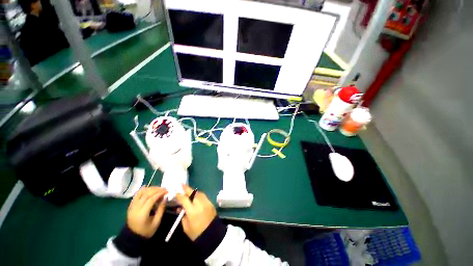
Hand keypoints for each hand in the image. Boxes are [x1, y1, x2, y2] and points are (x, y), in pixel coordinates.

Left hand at [127, 187, 167, 237]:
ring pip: (141, 193)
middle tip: (164, 188)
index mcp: (142, 214)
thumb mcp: (156, 222)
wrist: (133, 237)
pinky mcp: (130, 206)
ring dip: (150, 188)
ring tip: (158, 188)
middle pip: (146, 194)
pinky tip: (148, 187)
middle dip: (156, 190)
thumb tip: (165, 198)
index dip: (159, 194)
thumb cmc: (146, 231)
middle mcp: (136, 208)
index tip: (167, 191)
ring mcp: (132, 206)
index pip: (151, 199)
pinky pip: (136, 195)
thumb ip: (161, 209)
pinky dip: (142, 190)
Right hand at [176, 185, 216, 240]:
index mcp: (192, 211)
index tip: (175, 193)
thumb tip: (180, 208)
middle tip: (181, 185)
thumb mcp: (186, 227)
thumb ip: (182, 215)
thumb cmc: (196, 233)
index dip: (179, 195)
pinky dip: (198, 195)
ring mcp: (207, 202)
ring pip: (199, 193)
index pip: (184, 199)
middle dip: (186, 189)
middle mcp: (200, 204)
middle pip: (193, 193)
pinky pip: (203, 196)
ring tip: (188, 191)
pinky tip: (195, 196)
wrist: (212, 234)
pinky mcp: (211, 203)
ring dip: (193, 191)